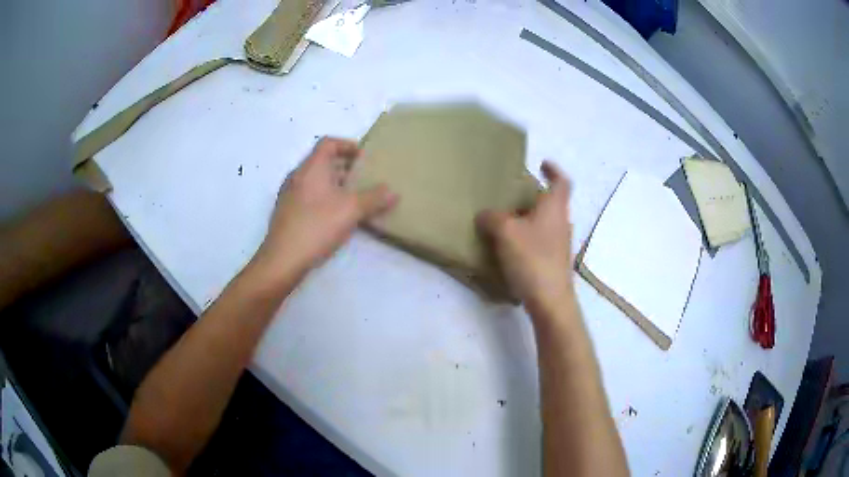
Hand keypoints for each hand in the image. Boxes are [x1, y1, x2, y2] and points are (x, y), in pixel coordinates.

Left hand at [255, 137, 397, 277]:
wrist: (283, 259)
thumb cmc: (317, 226)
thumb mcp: (351, 210)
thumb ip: (374, 198)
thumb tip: (393, 192)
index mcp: (311, 167)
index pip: (328, 143)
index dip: (348, 145)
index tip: (365, 157)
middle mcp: (297, 176)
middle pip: (322, 161)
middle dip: (345, 167)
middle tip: (365, 178)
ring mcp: (289, 195)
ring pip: (316, 180)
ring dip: (336, 184)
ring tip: (355, 198)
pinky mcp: (287, 212)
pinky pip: (309, 195)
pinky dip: (325, 198)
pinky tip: (337, 216)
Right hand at [476, 161, 573, 315]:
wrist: (550, 301)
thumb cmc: (532, 259)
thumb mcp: (505, 232)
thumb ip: (492, 218)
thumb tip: (485, 215)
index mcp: (555, 208)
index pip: (561, 181)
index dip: (553, 170)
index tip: (542, 164)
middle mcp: (562, 223)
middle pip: (552, 202)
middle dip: (534, 196)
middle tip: (512, 196)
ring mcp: (560, 244)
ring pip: (545, 222)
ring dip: (529, 218)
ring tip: (506, 222)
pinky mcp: (554, 262)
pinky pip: (541, 240)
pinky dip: (528, 237)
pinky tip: (510, 248)